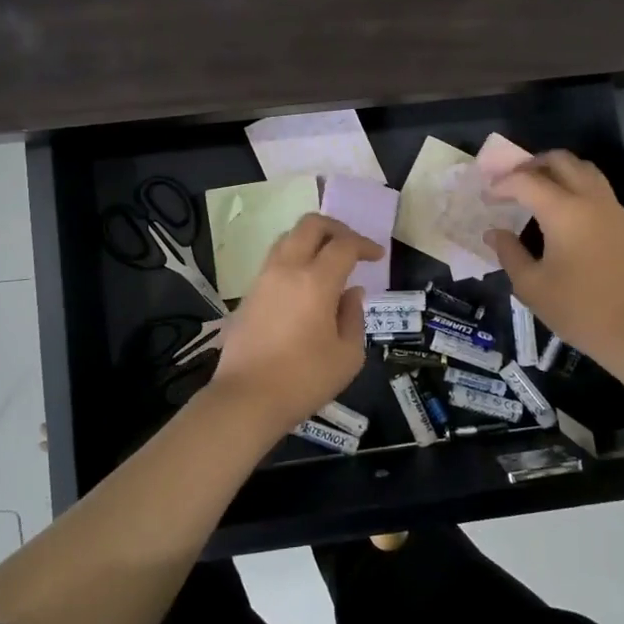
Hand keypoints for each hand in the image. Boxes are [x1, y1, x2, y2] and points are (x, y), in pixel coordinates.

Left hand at [208, 213, 380, 435]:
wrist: (246, 398)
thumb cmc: (304, 379)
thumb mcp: (347, 355)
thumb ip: (354, 317)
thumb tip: (351, 292)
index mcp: (315, 281)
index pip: (344, 245)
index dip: (364, 245)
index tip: (377, 256)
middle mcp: (287, 269)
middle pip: (310, 225)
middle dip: (336, 228)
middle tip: (352, 246)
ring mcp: (263, 279)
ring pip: (288, 238)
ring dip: (311, 240)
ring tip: (327, 260)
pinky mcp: (249, 294)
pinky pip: (275, 260)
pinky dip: (294, 258)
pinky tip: (305, 282)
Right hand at [486, 151, 623, 377]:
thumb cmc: (579, 309)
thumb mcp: (532, 286)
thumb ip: (509, 253)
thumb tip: (494, 232)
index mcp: (564, 211)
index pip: (526, 181)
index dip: (501, 184)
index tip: (486, 196)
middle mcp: (590, 199)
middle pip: (560, 160)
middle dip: (531, 165)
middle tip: (512, 183)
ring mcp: (613, 209)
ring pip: (584, 169)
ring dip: (558, 171)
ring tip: (538, 190)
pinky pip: (598, 189)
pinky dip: (576, 186)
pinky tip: (564, 213)